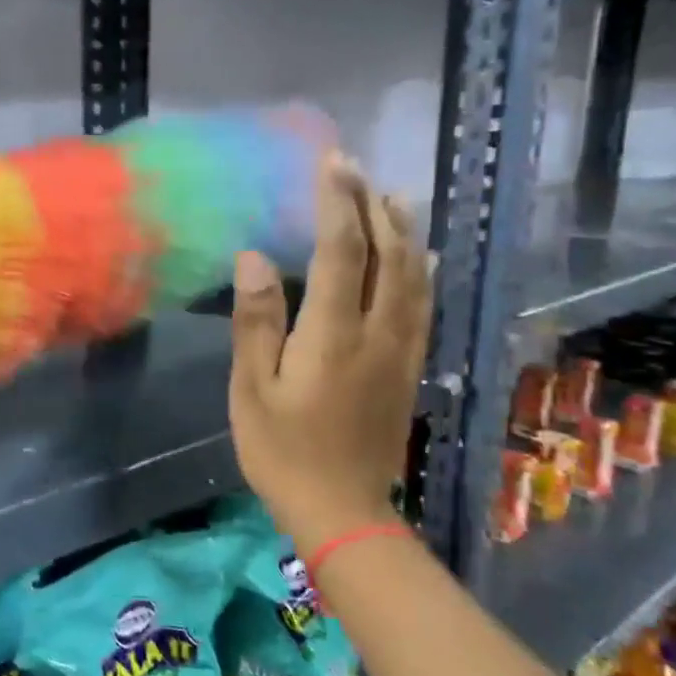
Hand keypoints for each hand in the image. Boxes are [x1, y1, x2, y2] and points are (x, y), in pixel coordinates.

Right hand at [228, 155, 429, 554]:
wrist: (342, 510)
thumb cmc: (282, 450)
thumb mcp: (252, 388)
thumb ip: (257, 321)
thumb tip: (254, 257)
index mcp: (334, 334)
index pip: (340, 251)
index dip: (337, 204)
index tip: (331, 164)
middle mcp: (377, 332)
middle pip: (385, 255)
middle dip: (372, 206)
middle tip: (356, 170)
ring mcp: (402, 351)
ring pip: (413, 277)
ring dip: (403, 231)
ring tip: (393, 197)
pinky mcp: (410, 369)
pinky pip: (423, 306)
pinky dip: (421, 271)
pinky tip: (419, 257)